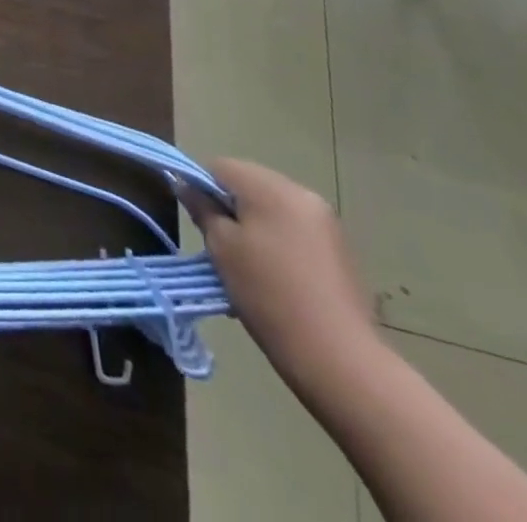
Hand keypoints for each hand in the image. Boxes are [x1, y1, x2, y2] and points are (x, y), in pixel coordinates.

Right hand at [187, 159, 377, 381]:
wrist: (339, 359)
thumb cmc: (269, 294)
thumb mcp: (222, 248)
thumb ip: (202, 209)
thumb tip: (186, 186)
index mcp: (271, 187)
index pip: (220, 166)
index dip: (202, 188)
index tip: (199, 222)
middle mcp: (301, 193)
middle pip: (249, 184)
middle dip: (230, 208)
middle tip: (222, 246)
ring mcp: (325, 222)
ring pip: (272, 208)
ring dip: (253, 225)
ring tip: (248, 266)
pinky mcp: (339, 249)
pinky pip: (294, 229)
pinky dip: (277, 241)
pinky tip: (275, 277)